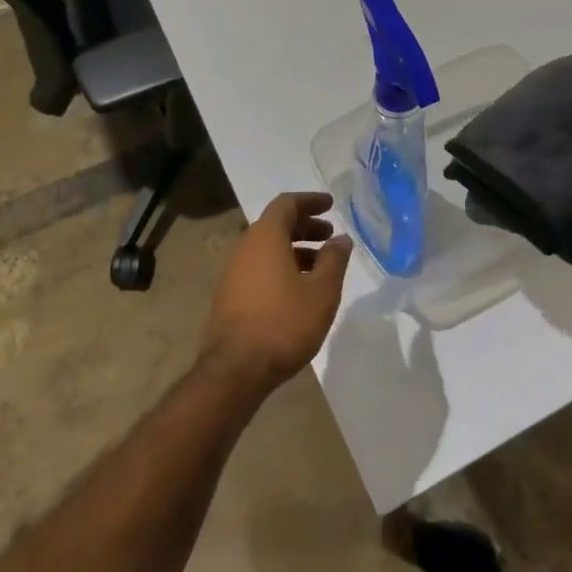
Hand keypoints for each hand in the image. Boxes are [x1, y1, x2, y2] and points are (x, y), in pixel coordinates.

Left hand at [198, 192, 352, 392]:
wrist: (235, 370)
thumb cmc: (284, 323)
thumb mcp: (321, 291)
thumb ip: (334, 260)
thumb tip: (341, 239)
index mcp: (265, 237)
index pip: (286, 203)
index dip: (310, 201)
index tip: (331, 205)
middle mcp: (245, 247)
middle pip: (276, 225)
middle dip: (305, 226)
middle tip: (330, 236)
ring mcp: (233, 272)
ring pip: (268, 248)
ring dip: (295, 249)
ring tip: (321, 266)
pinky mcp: (230, 296)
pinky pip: (260, 268)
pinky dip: (282, 267)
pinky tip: (300, 289)